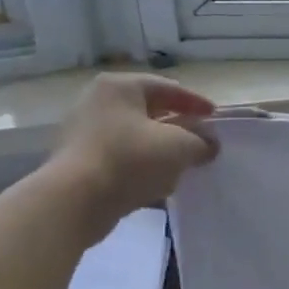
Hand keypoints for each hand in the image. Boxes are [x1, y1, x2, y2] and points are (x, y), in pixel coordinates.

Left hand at [42, 74, 217, 224]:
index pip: (168, 88)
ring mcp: (84, 132)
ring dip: (160, 150)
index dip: (195, 102)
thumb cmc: (129, 160)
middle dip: (178, 127)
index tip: (215, 117)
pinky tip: (157, 184)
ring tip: (182, 165)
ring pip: (135, 137)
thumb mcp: (179, 147)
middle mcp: (98, 102)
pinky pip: (120, 158)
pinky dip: (141, 167)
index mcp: (120, 87)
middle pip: (149, 111)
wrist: (74, 201)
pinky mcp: (79, 162)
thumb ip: (201, 142)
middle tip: (200, 140)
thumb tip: (210, 144)